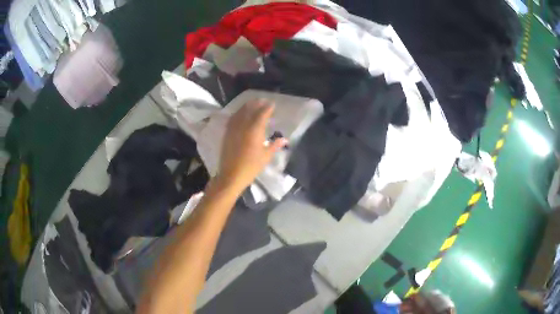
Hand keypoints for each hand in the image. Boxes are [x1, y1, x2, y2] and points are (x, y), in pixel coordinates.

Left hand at [216, 100, 287, 191]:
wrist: (231, 175)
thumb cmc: (251, 167)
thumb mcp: (265, 157)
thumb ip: (274, 145)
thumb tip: (284, 139)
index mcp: (254, 131)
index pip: (262, 114)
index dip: (267, 108)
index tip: (272, 104)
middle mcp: (243, 127)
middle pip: (249, 110)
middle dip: (256, 104)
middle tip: (262, 101)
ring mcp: (233, 129)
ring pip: (239, 113)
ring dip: (246, 106)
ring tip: (252, 103)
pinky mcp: (227, 134)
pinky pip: (232, 119)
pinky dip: (237, 113)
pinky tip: (240, 114)